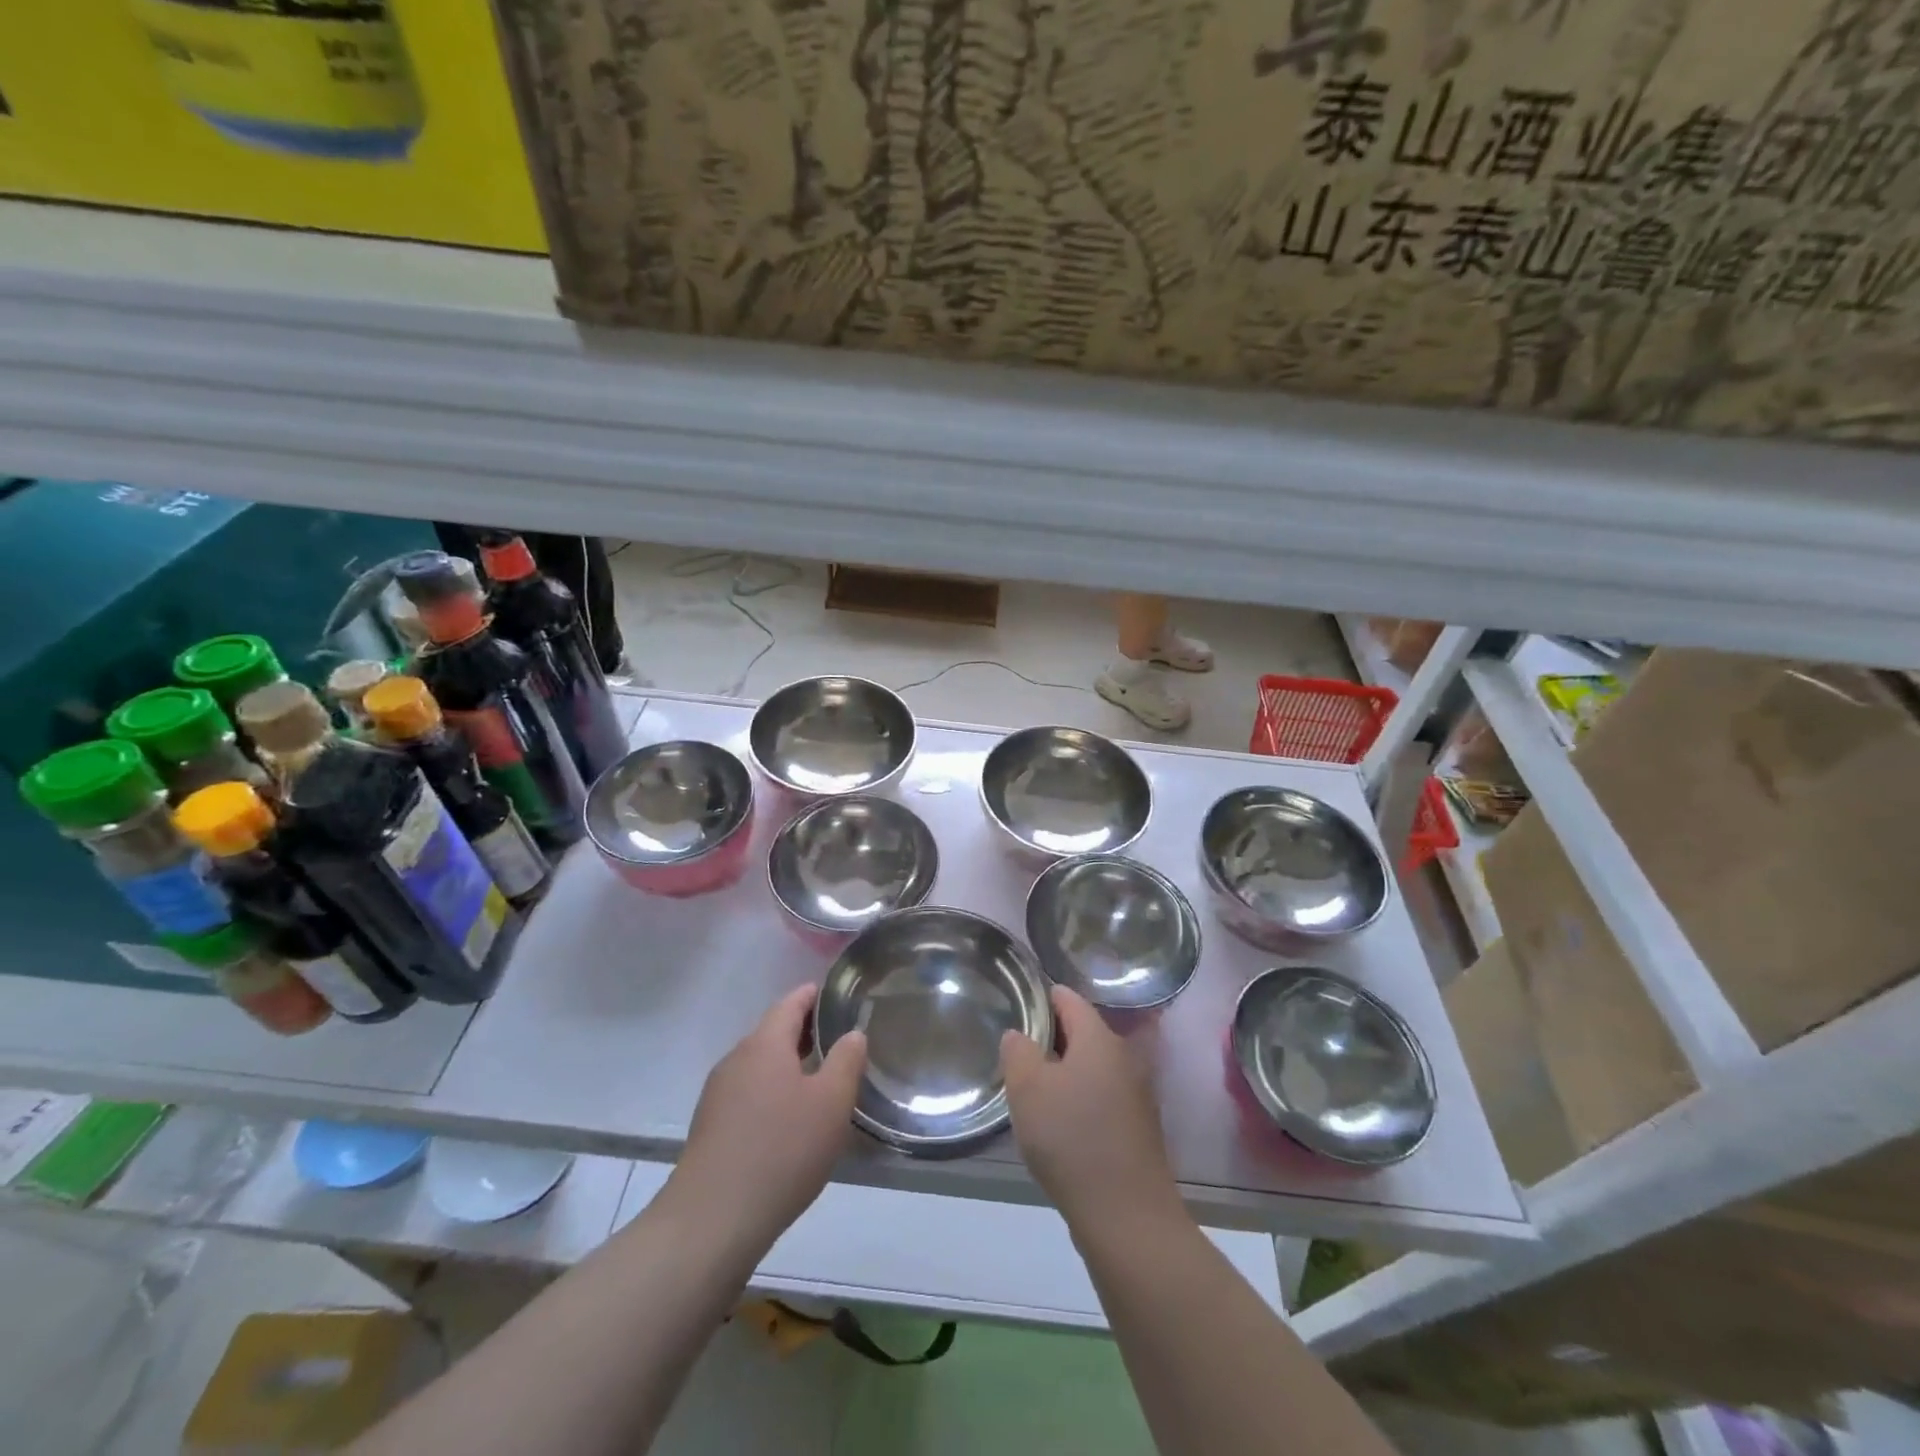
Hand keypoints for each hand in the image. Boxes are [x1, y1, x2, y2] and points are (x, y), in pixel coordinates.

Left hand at [667, 984, 866, 1253]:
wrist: (711, 1221)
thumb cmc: (781, 1150)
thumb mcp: (831, 1103)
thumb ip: (846, 1060)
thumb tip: (852, 1034)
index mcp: (765, 1043)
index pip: (791, 1002)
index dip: (814, 996)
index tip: (837, 997)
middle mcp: (737, 1058)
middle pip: (773, 1032)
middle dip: (804, 1033)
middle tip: (838, 1042)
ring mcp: (718, 1094)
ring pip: (760, 1065)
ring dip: (788, 1067)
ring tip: (819, 1083)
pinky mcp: (710, 1127)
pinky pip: (748, 1094)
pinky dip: (771, 1094)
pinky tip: (788, 1122)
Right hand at [1000, 986, 1179, 1228]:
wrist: (1127, 1218)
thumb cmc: (1072, 1140)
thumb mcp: (1028, 1090)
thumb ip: (1018, 1052)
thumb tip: (1019, 1035)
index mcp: (1099, 1038)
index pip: (1068, 998)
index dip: (1040, 999)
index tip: (1014, 1010)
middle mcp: (1123, 1058)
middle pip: (1081, 1032)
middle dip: (1049, 1039)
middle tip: (1015, 1055)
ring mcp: (1135, 1095)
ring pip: (1090, 1068)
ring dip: (1063, 1074)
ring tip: (1031, 1092)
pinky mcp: (1137, 1129)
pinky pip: (1101, 1098)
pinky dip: (1078, 1101)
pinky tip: (1058, 1127)